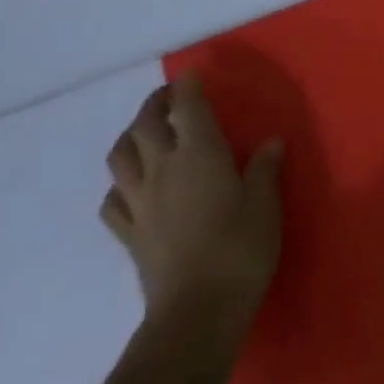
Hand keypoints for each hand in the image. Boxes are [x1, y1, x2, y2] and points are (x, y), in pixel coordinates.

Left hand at [100, 71, 282, 330]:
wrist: (198, 309)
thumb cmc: (241, 249)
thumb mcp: (265, 204)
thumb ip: (264, 169)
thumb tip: (270, 141)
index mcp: (199, 155)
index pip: (187, 108)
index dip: (187, 87)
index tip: (191, 74)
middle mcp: (162, 168)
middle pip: (146, 124)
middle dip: (155, 104)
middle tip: (169, 98)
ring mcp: (139, 201)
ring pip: (120, 156)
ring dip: (129, 137)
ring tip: (143, 134)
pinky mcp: (129, 232)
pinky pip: (112, 200)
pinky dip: (119, 186)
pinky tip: (130, 188)